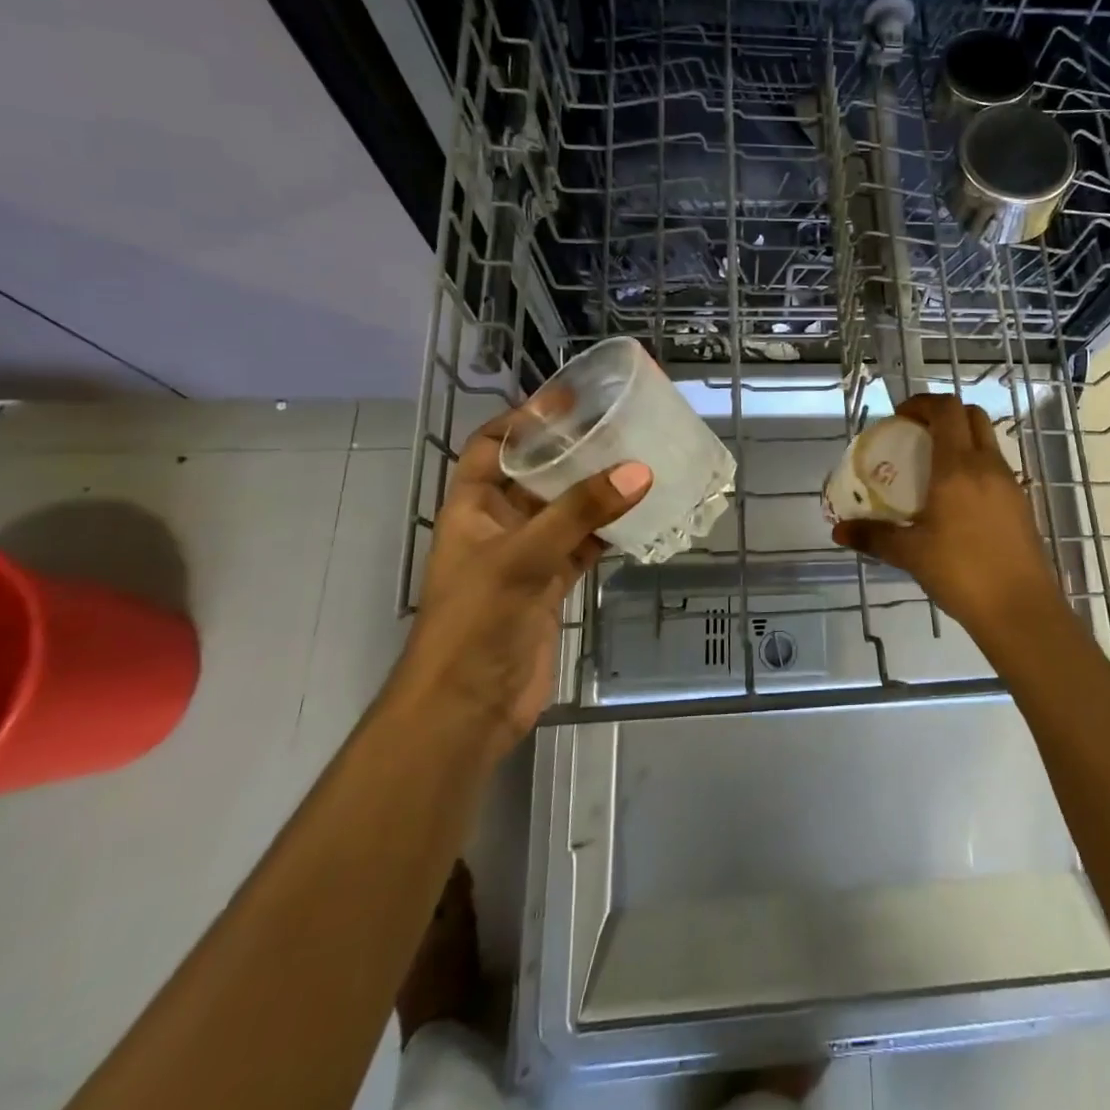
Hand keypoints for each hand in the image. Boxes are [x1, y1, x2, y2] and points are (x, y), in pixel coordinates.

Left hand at [394, 409, 650, 758]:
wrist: (466, 709)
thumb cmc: (475, 623)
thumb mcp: (522, 558)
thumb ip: (579, 512)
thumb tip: (639, 470)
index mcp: (472, 508)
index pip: (490, 446)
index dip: (523, 420)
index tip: (569, 400)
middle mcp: (499, 525)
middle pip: (537, 474)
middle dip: (573, 451)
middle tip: (621, 427)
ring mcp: (527, 557)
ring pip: (566, 510)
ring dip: (598, 491)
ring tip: (641, 462)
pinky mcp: (551, 586)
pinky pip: (584, 545)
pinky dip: (610, 531)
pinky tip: (643, 515)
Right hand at [831, 394, 1070, 646]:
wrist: (1020, 610)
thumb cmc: (961, 573)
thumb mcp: (910, 554)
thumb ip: (873, 536)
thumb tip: (838, 530)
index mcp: (958, 467)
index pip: (946, 410)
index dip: (922, 402)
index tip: (900, 417)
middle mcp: (987, 466)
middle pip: (972, 415)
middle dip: (944, 415)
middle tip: (916, 435)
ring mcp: (1010, 484)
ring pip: (987, 441)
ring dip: (961, 439)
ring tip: (933, 468)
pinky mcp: (1021, 504)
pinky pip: (995, 468)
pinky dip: (975, 465)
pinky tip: (956, 500)